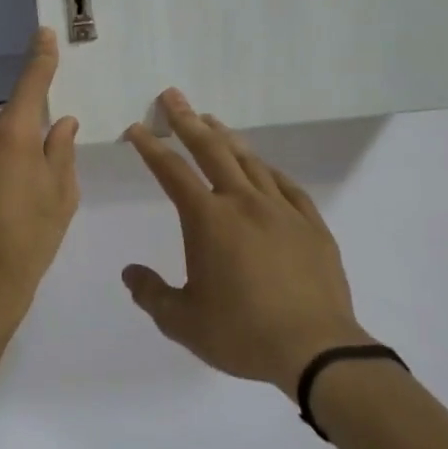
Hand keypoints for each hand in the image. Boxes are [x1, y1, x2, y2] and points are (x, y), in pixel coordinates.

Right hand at [122, 90, 369, 397]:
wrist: (317, 352)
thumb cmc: (242, 334)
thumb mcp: (183, 322)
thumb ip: (152, 294)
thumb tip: (130, 272)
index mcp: (208, 220)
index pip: (171, 172)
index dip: (151, 147)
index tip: (137, 128)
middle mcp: (243, 203)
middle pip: (211, 150)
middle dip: (188, 120)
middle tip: (173, 96)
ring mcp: (281, 211)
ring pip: (250, 161)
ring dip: (227, 137)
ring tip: (212, 121)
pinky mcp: (312, 226)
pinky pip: (287, 186)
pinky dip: (268, 170)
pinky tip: (264, 167)